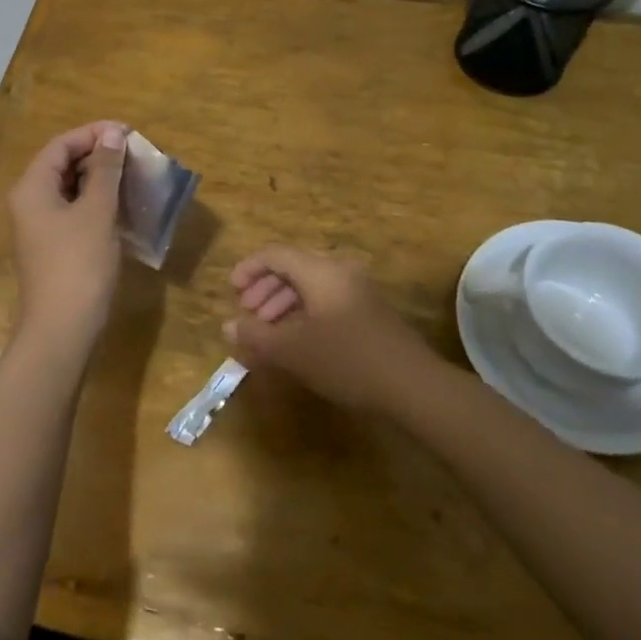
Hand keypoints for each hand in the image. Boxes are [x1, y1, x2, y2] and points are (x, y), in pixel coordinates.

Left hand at [8, 121, 127, 354]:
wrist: (62, 330)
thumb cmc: (79, 265)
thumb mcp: (97, 212)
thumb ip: (105, 170)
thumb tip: (112, 133)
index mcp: (32, 188)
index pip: (61, 145)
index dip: (93, 133)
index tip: (128, 133)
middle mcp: (30, 202)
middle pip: (62, 164)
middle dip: (98, 155)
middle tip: (135, 154)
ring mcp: (40, 227)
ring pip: (70, 189)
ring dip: (100, 179)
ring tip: (134, 176)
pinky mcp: (53, 247)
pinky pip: (74, 211)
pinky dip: (97, 202)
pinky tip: (123, 206)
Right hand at [224, 245, 436, 413]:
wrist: (412, 385)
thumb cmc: (347, 360)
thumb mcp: (293, 350)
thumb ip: (256, 336)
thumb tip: (228, 327)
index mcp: (320, 270)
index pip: (275, 254)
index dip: (249, 269)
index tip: (232, 292)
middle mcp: (340, 270)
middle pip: (293, 267)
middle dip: (265, 290)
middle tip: (248, 316)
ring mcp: (358, 289)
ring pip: (310, 285)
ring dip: (283, 304)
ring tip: (268, 334)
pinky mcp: (369, 310)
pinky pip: (327, 299)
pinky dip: (304, 313)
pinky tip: (297, 342)